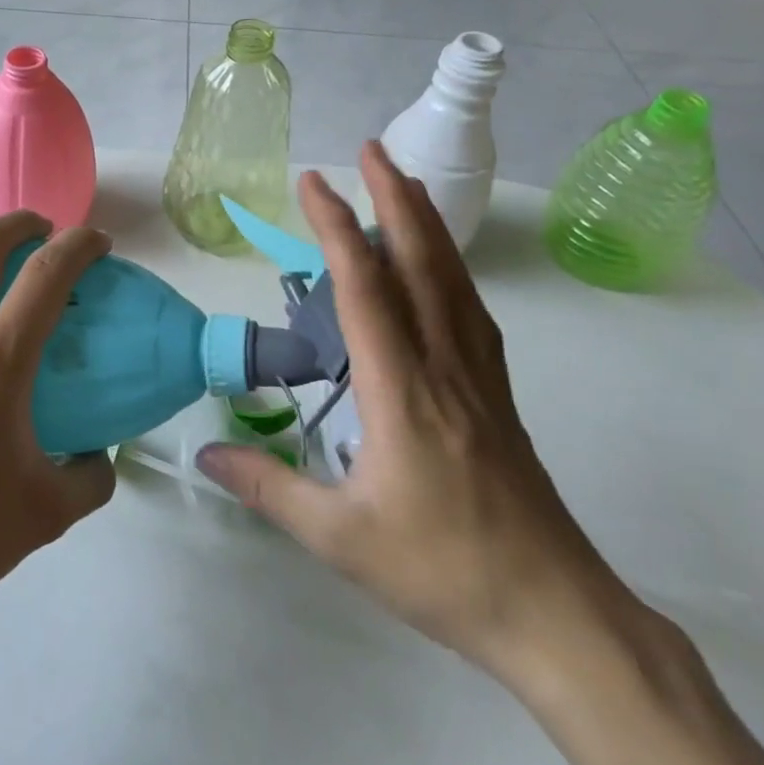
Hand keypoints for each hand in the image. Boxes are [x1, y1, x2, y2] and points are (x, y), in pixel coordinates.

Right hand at [198, 142, 629, 678]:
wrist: (556, 615)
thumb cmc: (443, 571)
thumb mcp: (339, 538)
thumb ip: (269, 488)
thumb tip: (207, 452)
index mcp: (401, 390)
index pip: (364, 288)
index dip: (335, 227)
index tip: (311, 182)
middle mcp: (443, 366)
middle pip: (421, 263)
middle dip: (394, 198)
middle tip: (372, 150)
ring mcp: (479, 378)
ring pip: (453, 281)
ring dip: (426, 224)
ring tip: (404, 183)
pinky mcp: (496, 395)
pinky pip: (470, 311)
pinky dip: (450, 269)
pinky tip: (439, 267)